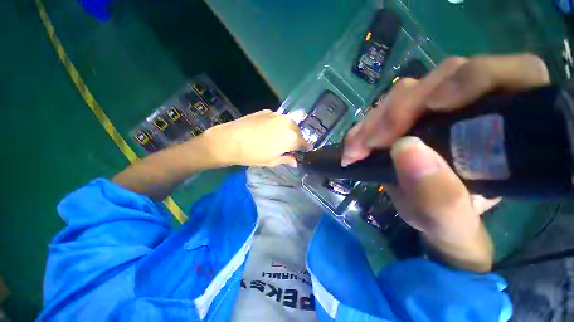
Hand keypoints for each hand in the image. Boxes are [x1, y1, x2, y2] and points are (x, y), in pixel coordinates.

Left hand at [203, 110, 310, 166]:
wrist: (230, 140)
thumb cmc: (252, 154)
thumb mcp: (271, 161)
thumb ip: (286, 159)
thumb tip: (295, 161)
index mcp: (291, 137)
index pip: (304, 143)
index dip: (305, 148)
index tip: (304, 151)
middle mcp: (288, 123)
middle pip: (298, 131)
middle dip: (296, 139)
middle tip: (290, 146)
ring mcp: (277, 115)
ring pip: (289, 124)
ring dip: (288, 131)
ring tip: (280, 138)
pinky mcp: (267, 111)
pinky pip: (278, 119)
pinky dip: (278, 125)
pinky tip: (269, 130)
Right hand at [343, 54, 549, 270]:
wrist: (431, 224)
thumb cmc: (453, 231)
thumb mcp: (452, 228)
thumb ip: (441, 198)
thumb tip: (406, 152)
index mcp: (511, 129)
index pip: (508, 74)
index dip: (470, 79)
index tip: (429, 110)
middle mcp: (477, 110)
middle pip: (442, 80)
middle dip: (399, 109)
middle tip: (367, 143)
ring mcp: (441, 112)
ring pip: (409, 92)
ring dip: (377, 119)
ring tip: (356, 146)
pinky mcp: (412, 121)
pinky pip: (390, 109)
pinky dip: (371, 124)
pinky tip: (358, 143)